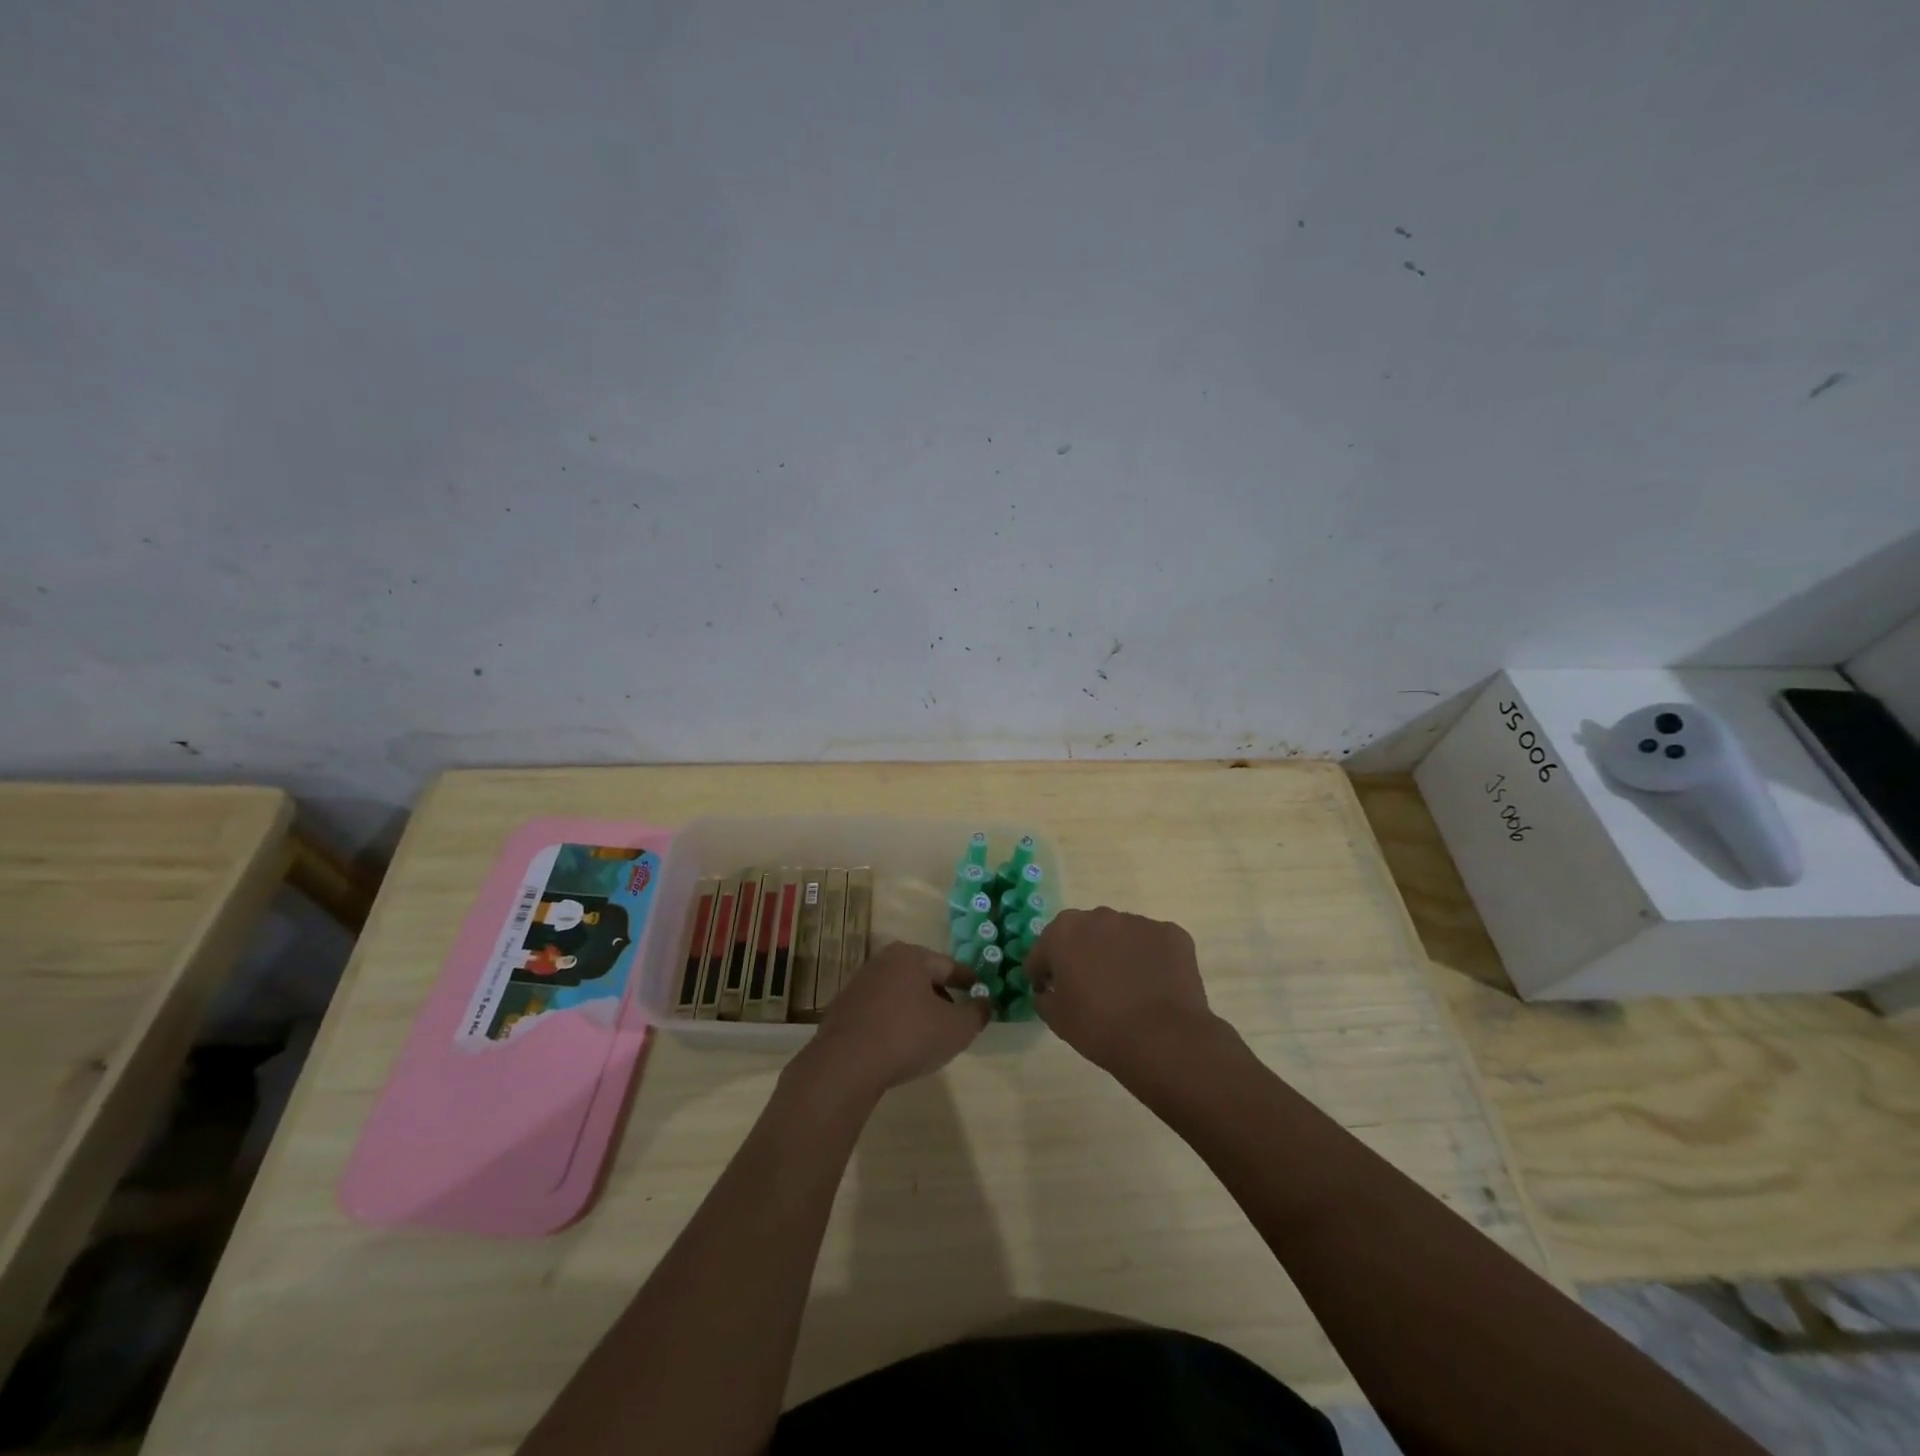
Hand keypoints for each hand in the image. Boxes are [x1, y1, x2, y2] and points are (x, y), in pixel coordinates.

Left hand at [796, 941, 987, 1095]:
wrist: (846, 1064)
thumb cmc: (908, 1036)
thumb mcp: (956, 1029)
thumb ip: (976, 1014)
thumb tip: (985, 1003)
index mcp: (911, 957)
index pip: (948, 965)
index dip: (967, 979)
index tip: (979, 989)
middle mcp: (882, 962)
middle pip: (920, 976)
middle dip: (940, 994)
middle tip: (955, 1015)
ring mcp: (858, 985)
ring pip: (898, 992)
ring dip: (914, 1008)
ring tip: (927, 1033)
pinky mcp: (842, 1009)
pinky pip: (878, 1011)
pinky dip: (892, 1021)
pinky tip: (898, 1044)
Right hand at [1025, 907, 1221, 1076]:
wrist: (1163, 1039)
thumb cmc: (1099, 1027)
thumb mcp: (1055, 1019)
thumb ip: (1043, 996)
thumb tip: (1048, 990)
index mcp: (1063, 931)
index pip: (1043, 950)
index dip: (1043, 972)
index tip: (1049, 991)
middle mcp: (1099, 916)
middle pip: (1083, 934)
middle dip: (1081, 955)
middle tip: (1089, 988)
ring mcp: (1138, 922)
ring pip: (1119, 935)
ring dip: (1116, 953)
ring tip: (1126, 987)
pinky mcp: (1171, 933)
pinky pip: (1152, 944)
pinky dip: (1149, 959)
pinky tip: (1154, 986)